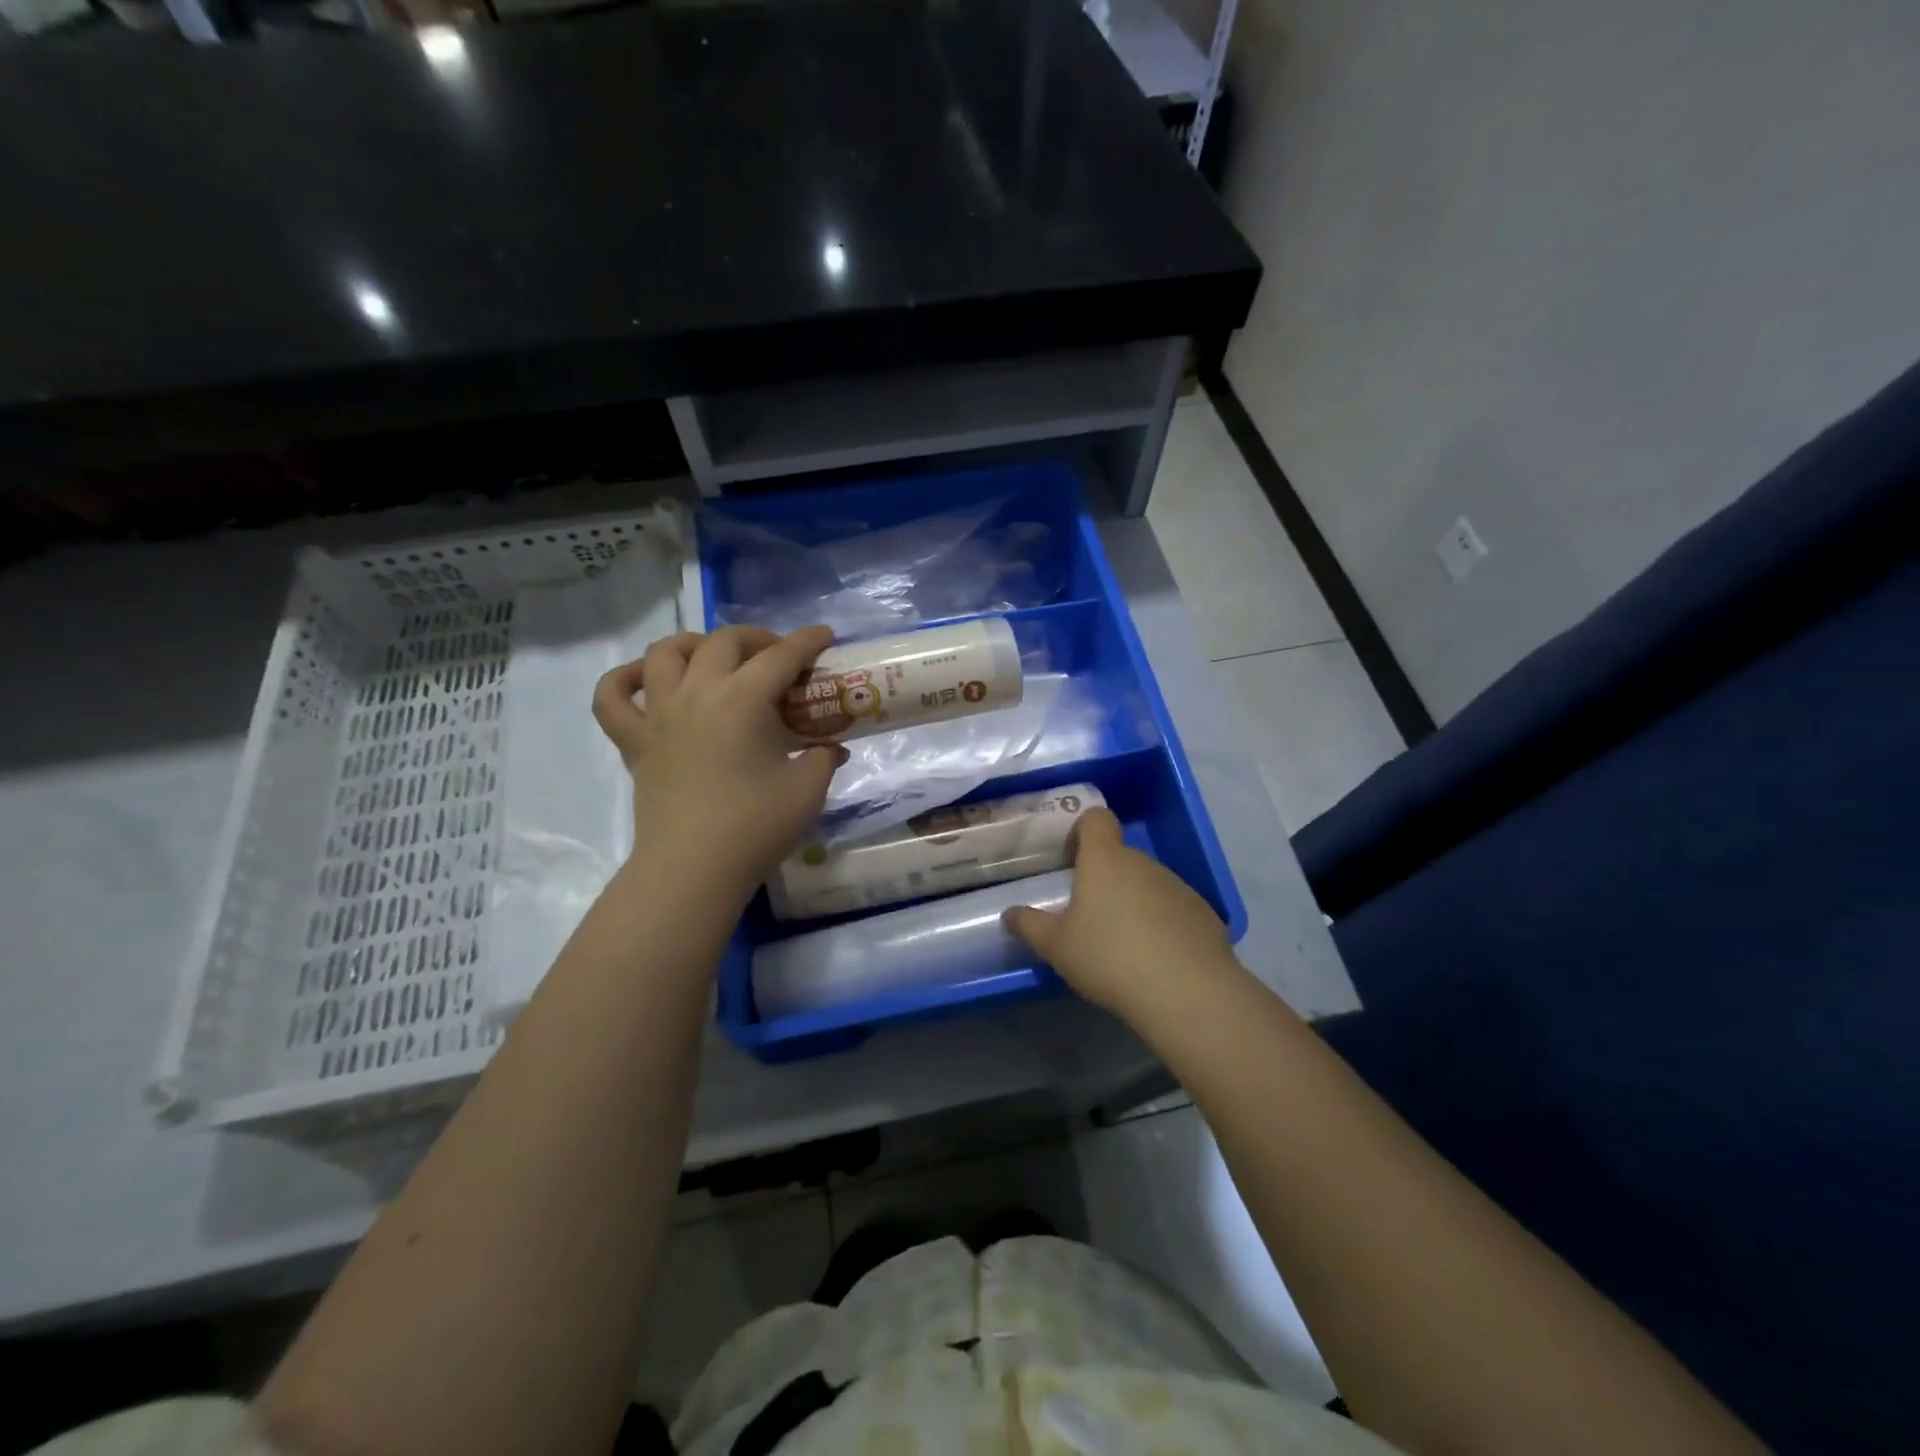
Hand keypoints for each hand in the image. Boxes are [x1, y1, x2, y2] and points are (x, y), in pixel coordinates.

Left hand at [592, 626, 843, 900]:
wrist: (693, 869)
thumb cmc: (755, 826)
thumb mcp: (807, 789)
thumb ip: (824, 758)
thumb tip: (832, 747)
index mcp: (743, 699)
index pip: (781, 656)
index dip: (808, 641)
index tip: (825, 636)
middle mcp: (697, 693)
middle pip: (724, 642)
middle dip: (757, 638)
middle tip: (778, 656)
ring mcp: (659, 715)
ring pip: (665, 653)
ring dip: (694, 644)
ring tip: (714, 657)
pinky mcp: (635, 742)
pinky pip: (612, 697)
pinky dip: (625, 679)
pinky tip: (646, 680)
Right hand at [1003, 807, 1235, 1018]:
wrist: (1187, 991)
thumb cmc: (1109, 957)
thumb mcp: (1057, 947)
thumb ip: (1031, 925)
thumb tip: (1010, 913)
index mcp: (1105, 860)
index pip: (1096, 818)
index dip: (1082, 830)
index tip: (1070, 861)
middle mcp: (1143, 863)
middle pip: (1121, 856)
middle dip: (1105, 878)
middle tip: (1090, 915)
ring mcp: (1178, 886)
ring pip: (1148, 883)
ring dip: (1134, 901)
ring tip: (1124, 944)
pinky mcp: (1204, 913)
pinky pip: (1175, 908)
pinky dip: (1163, 924)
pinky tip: (1157, 959)